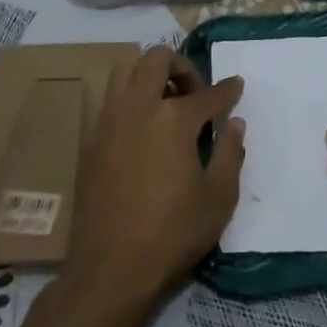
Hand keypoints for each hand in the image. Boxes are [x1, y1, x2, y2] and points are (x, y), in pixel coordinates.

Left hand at [68, 46, 245, 310]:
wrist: (110, 267)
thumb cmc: (172, 233)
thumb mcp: (218, 199)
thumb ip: (230, 154)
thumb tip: (234, 124)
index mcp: (174, 119)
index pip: (208, 94)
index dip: (227, 90)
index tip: (236, 86)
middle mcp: (139, 107)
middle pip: (157, 59)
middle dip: (181, 65)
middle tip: (194, 92)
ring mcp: (109, 120)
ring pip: (126, 71)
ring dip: (148, 75)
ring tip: (164, 102)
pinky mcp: (90, 139)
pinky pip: (110, 100)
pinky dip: (129, 99)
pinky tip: (141, 128)